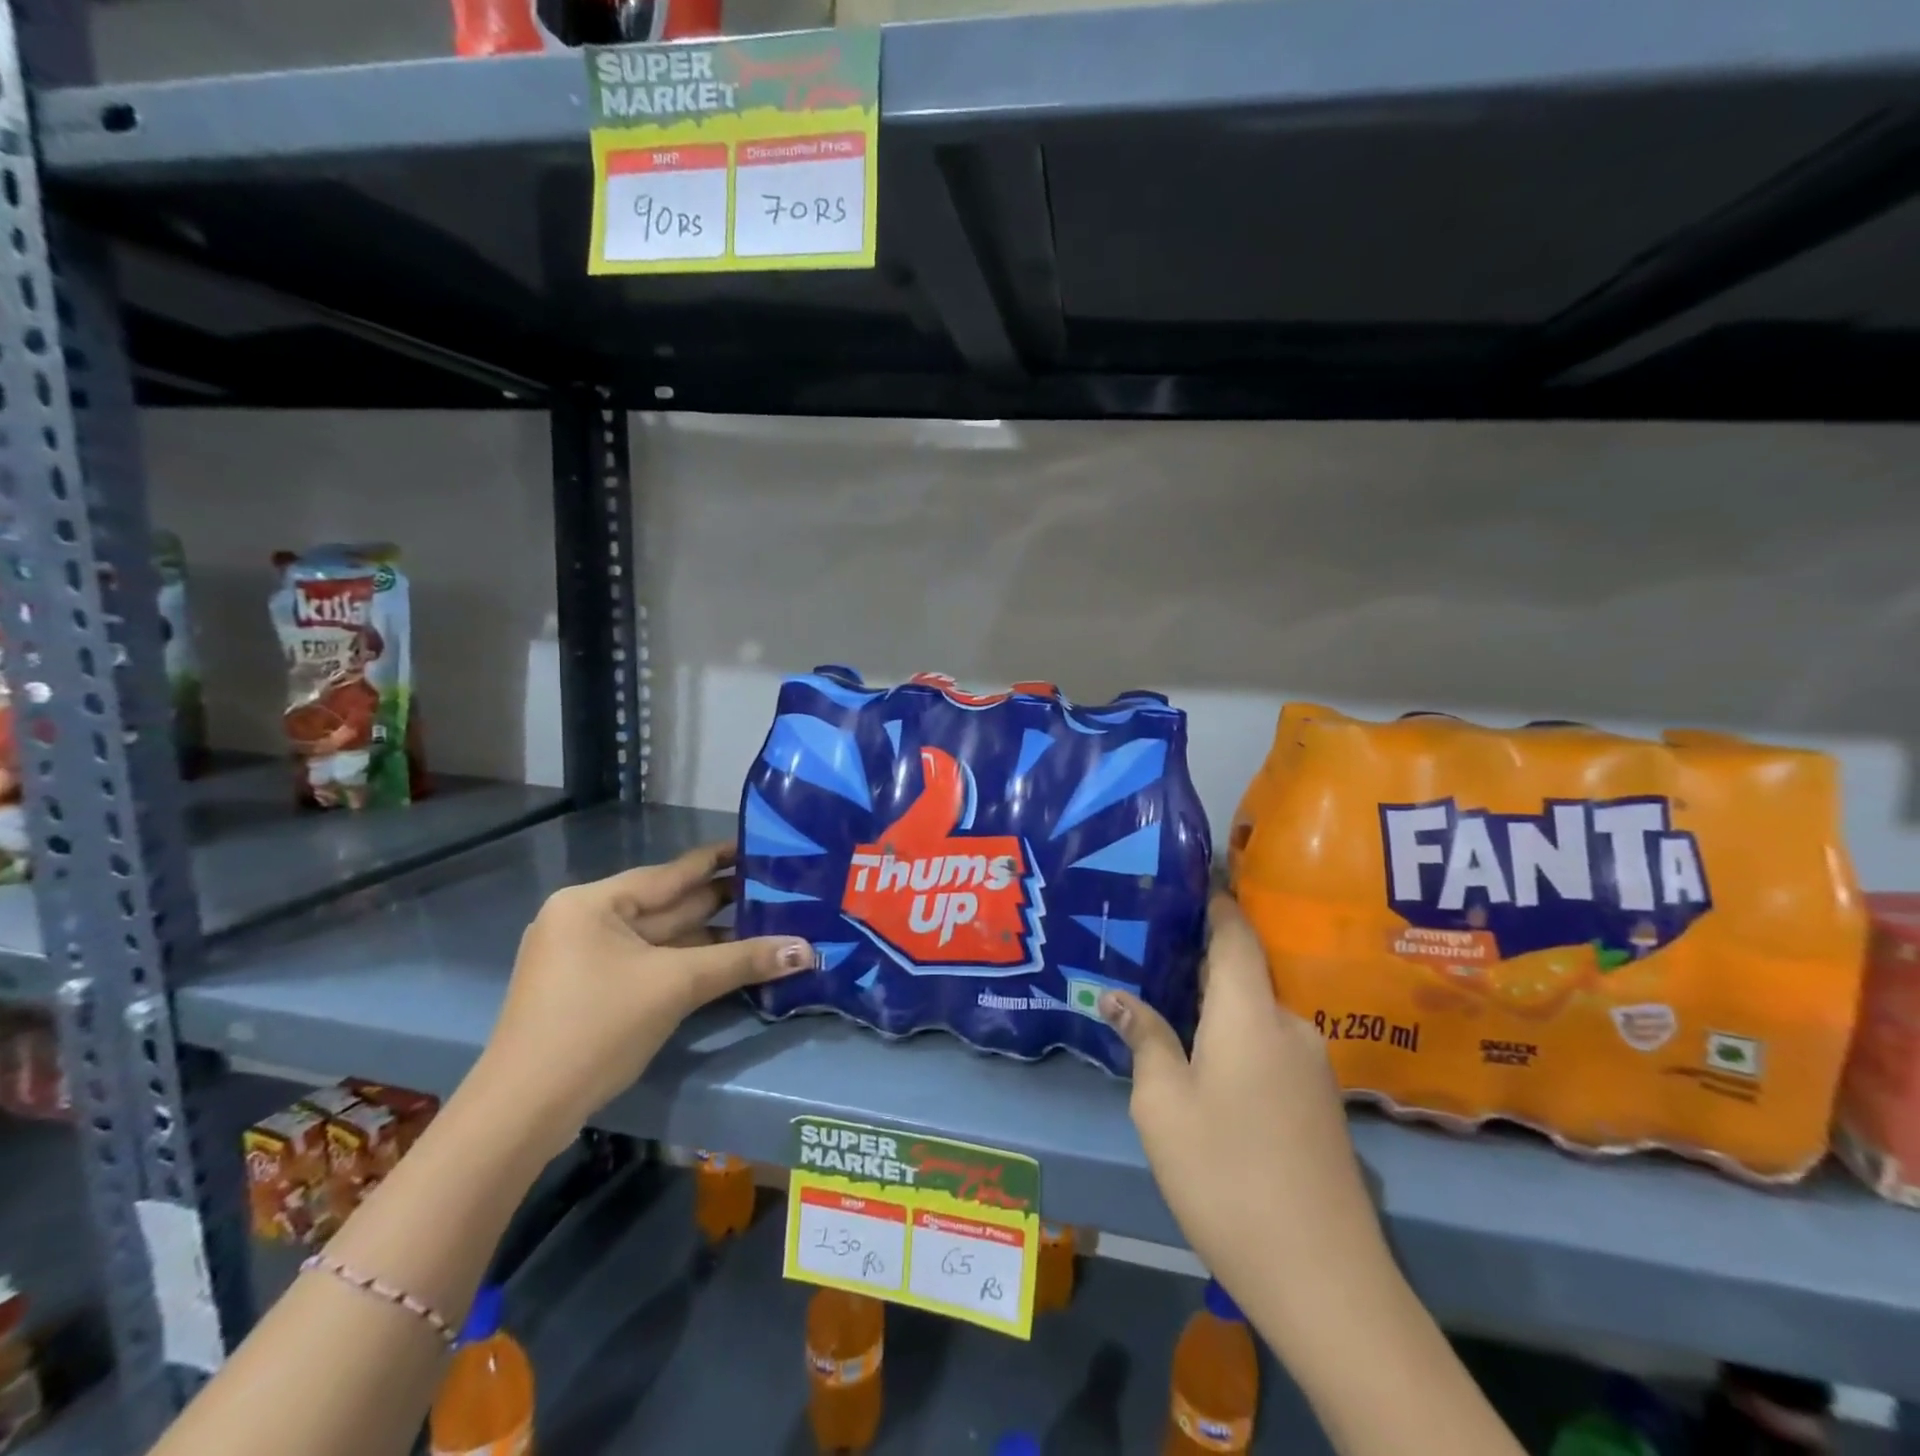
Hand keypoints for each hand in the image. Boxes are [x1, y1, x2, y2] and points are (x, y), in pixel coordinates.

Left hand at [471, 842, 814, 1153]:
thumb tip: (808, 950)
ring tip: (767, 920)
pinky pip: (651, 962)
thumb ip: (742, 960)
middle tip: (779, 888)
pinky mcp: (591, 990)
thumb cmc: (596, 1027)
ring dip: (710, 935)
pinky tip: (728, 959)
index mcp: (595, 902)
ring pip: (662, 938)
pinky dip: (688, 961)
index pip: (672, 872)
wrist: (522, 1113)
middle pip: (669, 904)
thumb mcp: (675, 986)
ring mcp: (586, 957)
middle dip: (723, 901)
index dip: (720, 860)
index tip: (762, 847)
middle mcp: (587, 920)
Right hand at [1099, 895, 1389, 1337]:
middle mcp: (1289, 1023)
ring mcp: (1312, 1064)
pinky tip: (1204, 1060)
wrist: (1324, 1277)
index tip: (1180, 881)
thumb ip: (1144, 1040)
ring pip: (1254, 1011)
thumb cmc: (1226, 1174)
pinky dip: (1235, 1034)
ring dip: (1215, 1003)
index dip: (1212, 901)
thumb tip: (1116, 996)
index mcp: (1250, 1012)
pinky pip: (1269, 1043)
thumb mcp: (1162, 1105)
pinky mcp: (1319, 1100)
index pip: (1235, 932)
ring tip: (1166, 1004)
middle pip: (1243, 970)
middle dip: (1198, 957)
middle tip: (1148, 950)